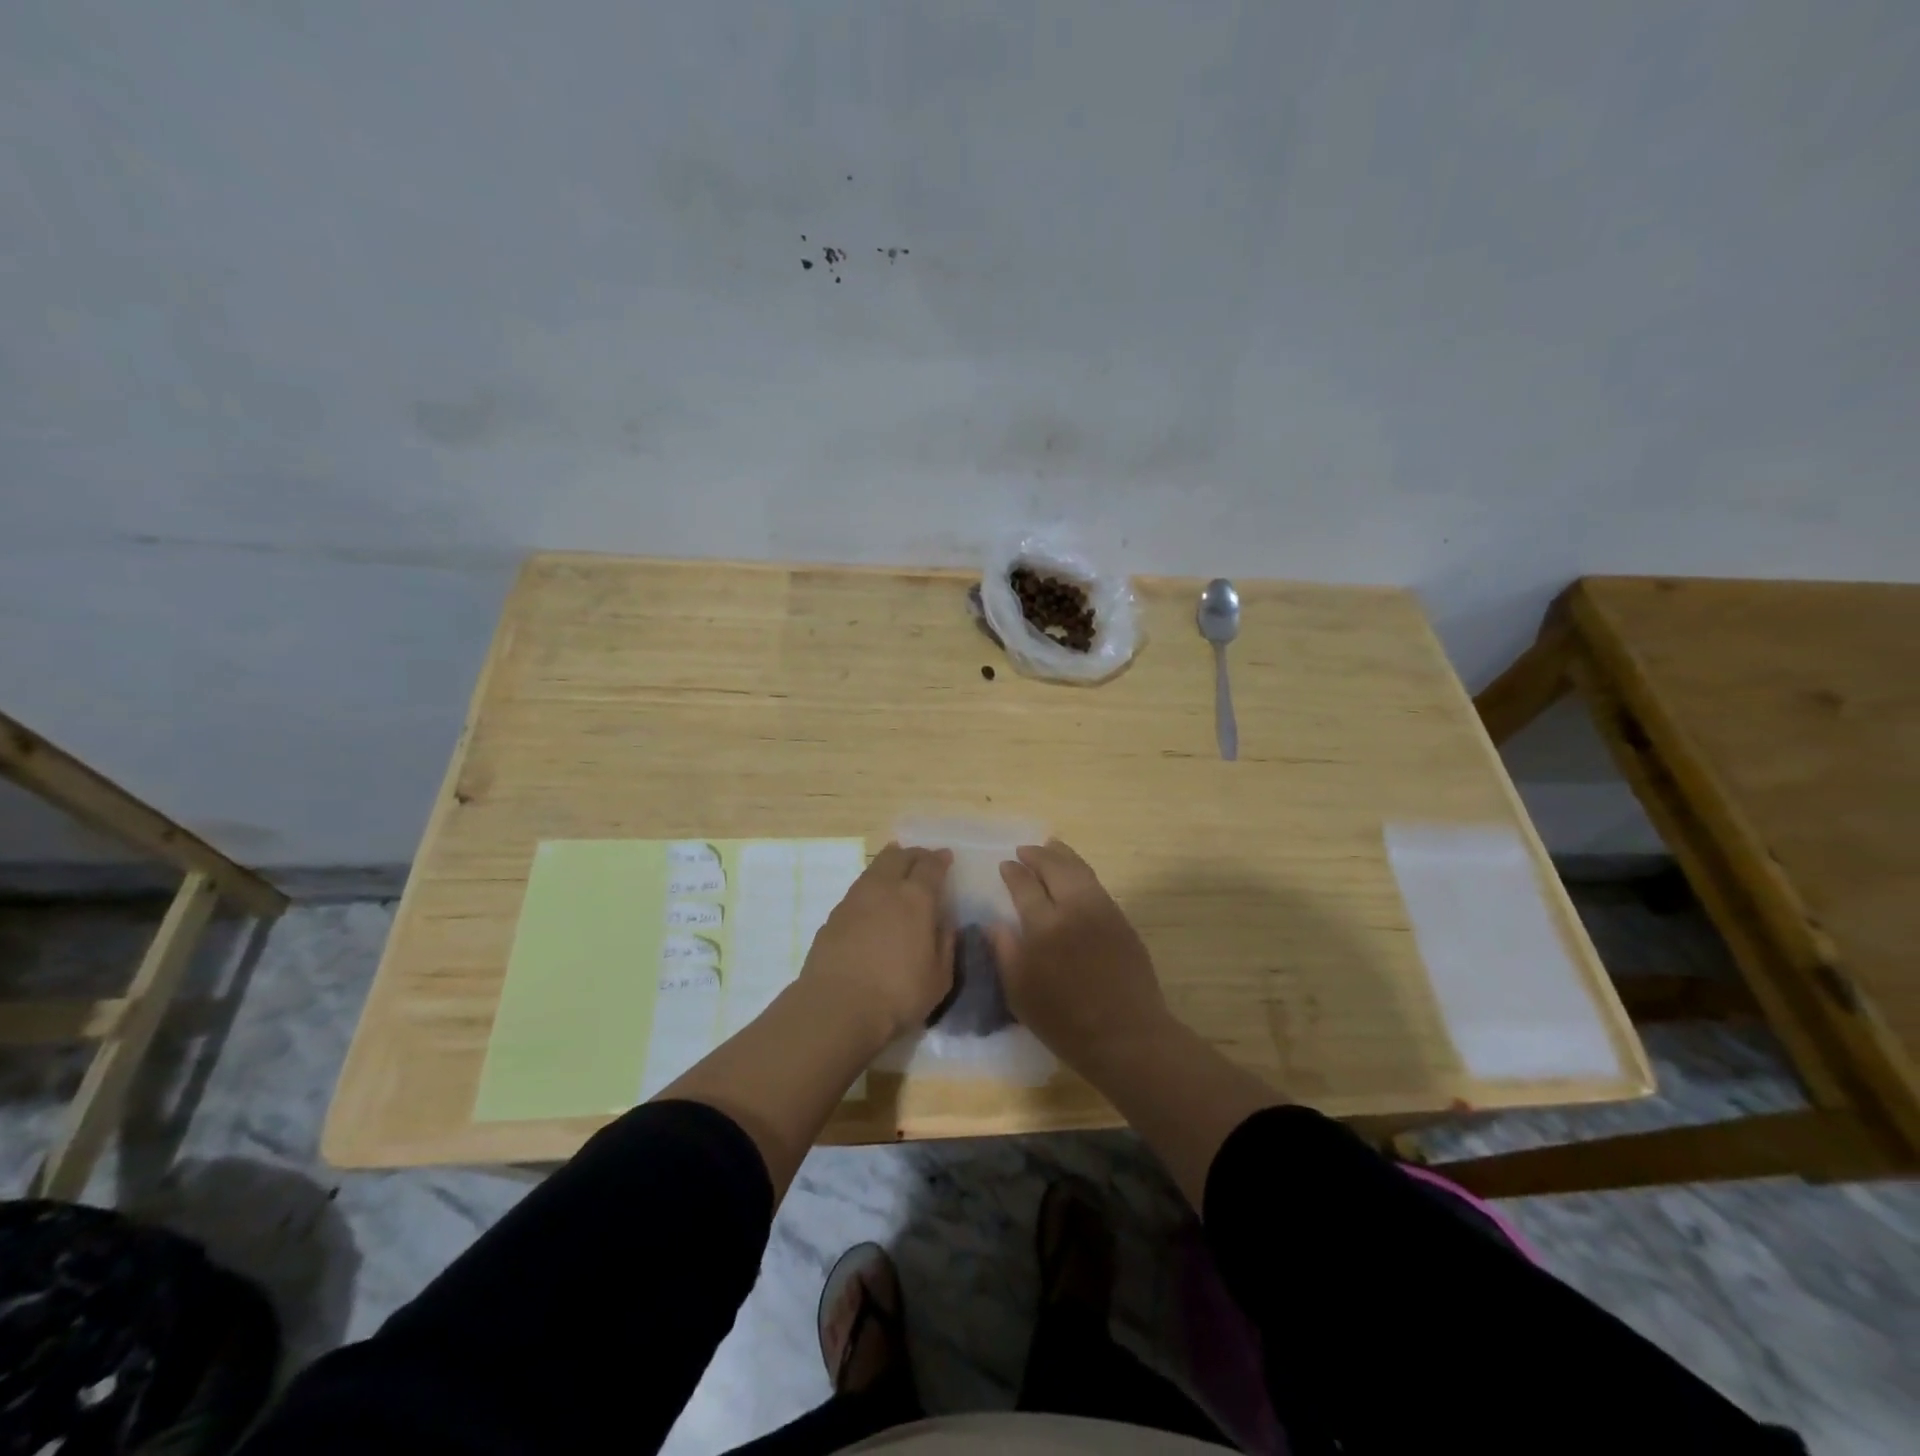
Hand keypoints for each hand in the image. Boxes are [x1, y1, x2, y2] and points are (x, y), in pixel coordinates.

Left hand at [800, 844, 954, 1043]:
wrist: (837, 1007)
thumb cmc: (898, 995)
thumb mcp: (939, 977)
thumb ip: (945, 944)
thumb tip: (945, 923)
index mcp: (916, 899)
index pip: (930, 866)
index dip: (940, 859)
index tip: (946, 857)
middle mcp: (884, 889)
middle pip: (899, 856)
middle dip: (914, 854)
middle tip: (922, 860)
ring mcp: (854, 900)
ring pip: (875, 868)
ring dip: (889, 864)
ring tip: (896, 870)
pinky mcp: (833, 916)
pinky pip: (858, 889)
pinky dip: (871, 887)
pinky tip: (873, 902)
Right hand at [987, 840, 1171, 1065]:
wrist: (1126, 1035)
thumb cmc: (1064, 1021)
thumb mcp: (1019, 993)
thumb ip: (1004, 952)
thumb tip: (993, 923)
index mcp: (1044, 926)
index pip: (1025, 886)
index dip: (1014, 873)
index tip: (1006, 865)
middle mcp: (1074, 908)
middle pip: (1055, 868)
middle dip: (1038, 855)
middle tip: (1025, 851)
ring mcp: (1102, 911)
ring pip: (1080, 870)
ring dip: (1062, 855)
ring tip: (1051, 848)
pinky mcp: (1121, 920)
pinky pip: (1097, 885)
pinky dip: (1081, 872)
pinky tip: (1075, 876)